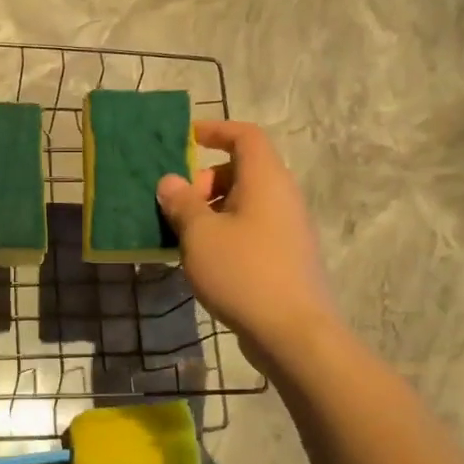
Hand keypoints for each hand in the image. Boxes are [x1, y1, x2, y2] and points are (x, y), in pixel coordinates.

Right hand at [156, 121, 336, 358]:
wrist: (293, 332)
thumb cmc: (243, 272)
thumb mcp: (200, 235)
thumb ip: (182, 203)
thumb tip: (170, 181)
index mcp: (265, 179)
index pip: (245, 136)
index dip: (216, 130)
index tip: (186, 139)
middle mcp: (282, 196)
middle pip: (243, 170)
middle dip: (206, 180)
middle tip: (179, 206)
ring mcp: (288, 228)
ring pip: (246, 202)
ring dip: (212, 210)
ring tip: (184, 235)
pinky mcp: (286, 256)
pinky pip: (252, 228)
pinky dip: (226, 232)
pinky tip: (204, 260)